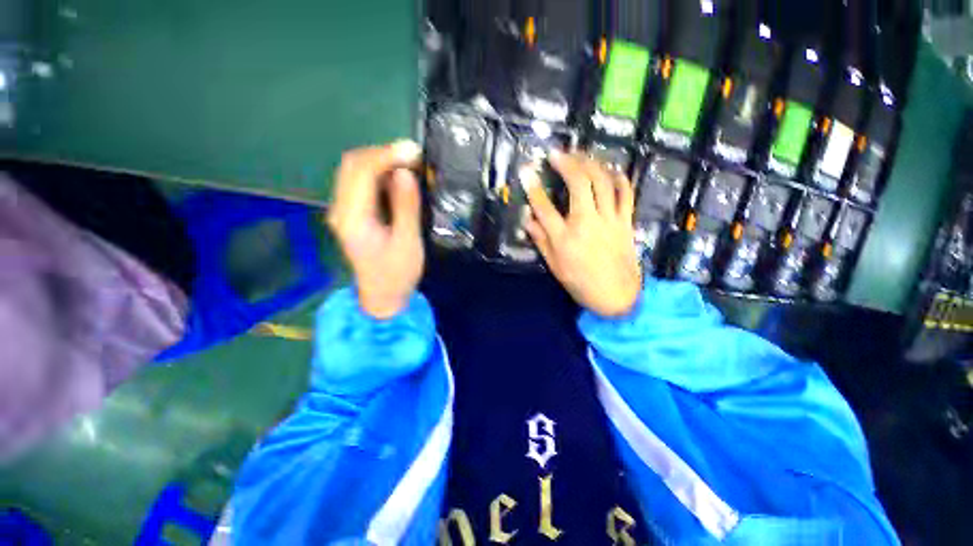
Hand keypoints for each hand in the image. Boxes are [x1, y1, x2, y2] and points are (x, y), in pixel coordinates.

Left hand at [327, 141, 423, 318]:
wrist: (382, 296)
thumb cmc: (397, 274)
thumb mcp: (408, 242)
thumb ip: (406, 207)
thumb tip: (405, 173)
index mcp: (353, 218)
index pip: (361, 172)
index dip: (386, 156)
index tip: (412, 151)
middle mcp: (341, 210)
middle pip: (353, 165)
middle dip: (383, 154)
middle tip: (413, 156)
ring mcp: (344, 211)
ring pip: (355, 171)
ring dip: (381, 161)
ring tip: (408, 163)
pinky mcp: (352, 213)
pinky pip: (361, 183)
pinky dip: (379, 174)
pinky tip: (398, 177)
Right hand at [524, 151, 641, 316]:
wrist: (616, 296)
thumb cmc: (580, 283)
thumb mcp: (554, 266)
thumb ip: (541, 240)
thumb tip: (527, 219)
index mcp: (565, 239)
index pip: (545, 207)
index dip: (533, 187)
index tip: (526, 170)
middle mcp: (587, 223)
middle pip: (579, 184)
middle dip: (567, 163)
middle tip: (557, 153)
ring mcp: (609, 220)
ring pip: (603, 182)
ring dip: (591, 163)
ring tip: (580, 155)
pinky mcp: (625, 221)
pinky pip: (626, 193)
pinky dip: (619, 177)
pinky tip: (610, 169)